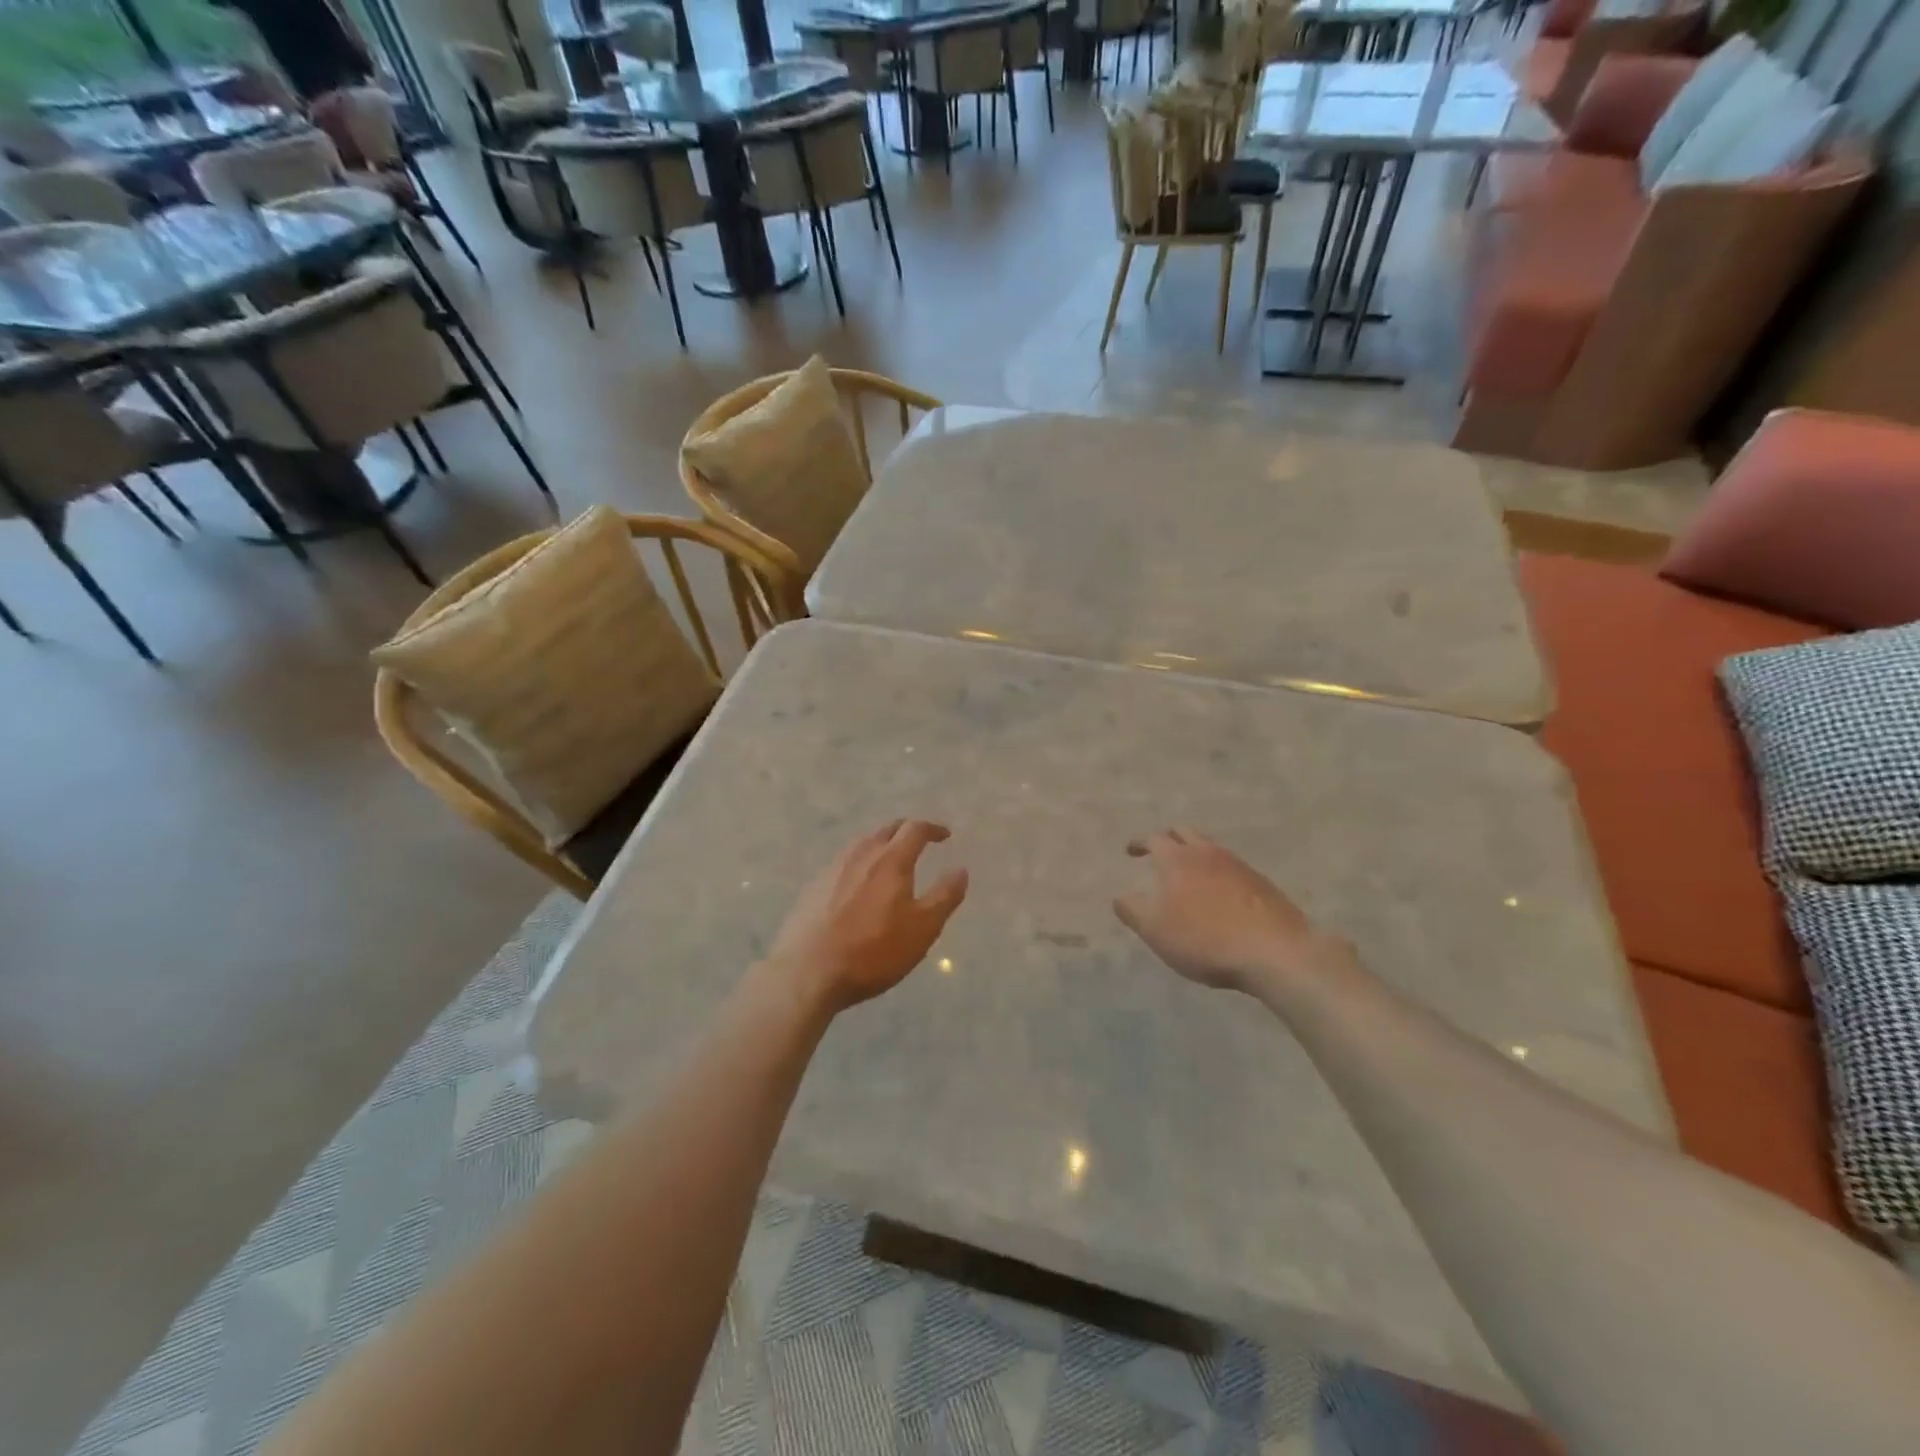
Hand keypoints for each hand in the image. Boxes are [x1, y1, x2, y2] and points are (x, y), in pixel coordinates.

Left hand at [766, 821, 968, 1013]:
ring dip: (881, 844)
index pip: (914, 830)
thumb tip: (960, 870)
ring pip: (862, 844)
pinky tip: (858, 883)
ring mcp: (832, 868)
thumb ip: (945, 897)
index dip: (932, 829)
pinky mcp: (813, 886)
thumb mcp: (922, 929)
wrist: (807, 971)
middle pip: (886, 830)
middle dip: (906, 831)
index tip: (944, 835)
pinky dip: (860, 863)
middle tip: (919, 841)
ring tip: (890, 860)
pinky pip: (843, 863)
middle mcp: (861, 854)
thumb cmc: (873, 951)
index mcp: (891, 860)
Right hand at [1113, 829, 1354, 995]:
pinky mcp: (1262, 884)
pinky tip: (1220, 893)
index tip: (1130, 850)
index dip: (1139, 843)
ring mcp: (1239, 866)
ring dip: (1196, 853)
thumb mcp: (1155, 930)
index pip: (1154, 839)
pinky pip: (1232, 868)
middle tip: (1160, 851)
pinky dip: (1219, 872)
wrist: (1274, 952)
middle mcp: (1207, 853)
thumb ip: (1132, 911)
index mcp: (1177, 859)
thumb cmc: (1204, 938)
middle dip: (1169, 838)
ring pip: (1211, 848)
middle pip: (1185, 833)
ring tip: (1190, 872)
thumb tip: (1119, 896)